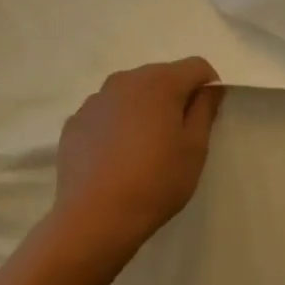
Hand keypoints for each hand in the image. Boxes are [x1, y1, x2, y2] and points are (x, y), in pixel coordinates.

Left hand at [50, 58, 224, 256]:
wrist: (95, 218)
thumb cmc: (156, 181)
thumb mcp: (195, 148)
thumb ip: (205, 110)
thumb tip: (209, 88)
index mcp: (160, 83)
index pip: (196, 66)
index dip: (209, 86)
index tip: (208, 116)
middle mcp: (125, 81)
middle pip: (161, 75)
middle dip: (175, 95)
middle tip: (179, 134)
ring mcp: (95, 100)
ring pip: (131, 93)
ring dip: (145, 108)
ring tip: (146, 147)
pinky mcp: (74, 122)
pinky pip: (106, 112)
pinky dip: (118, 124)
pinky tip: (118, 156)